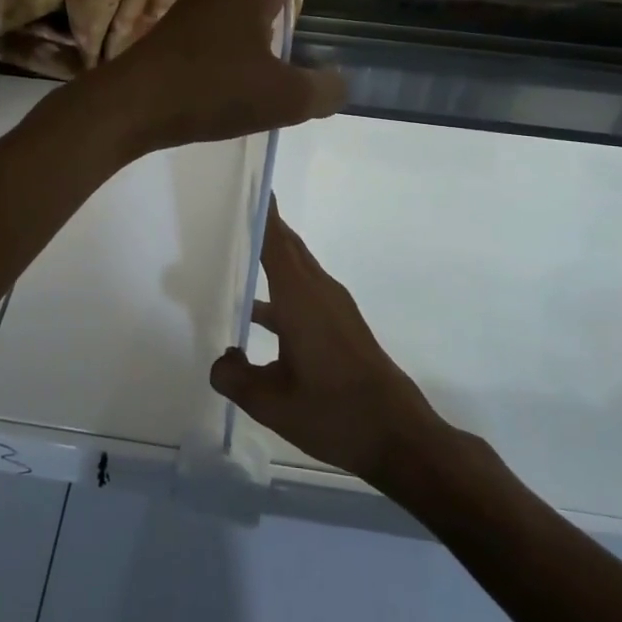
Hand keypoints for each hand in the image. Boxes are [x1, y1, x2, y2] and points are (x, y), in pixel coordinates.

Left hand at [93, 0, 373, 154]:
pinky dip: (246, 8)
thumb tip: (338, 83)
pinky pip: (223, 1)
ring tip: (289, 12)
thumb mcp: (282, 99)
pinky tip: (246, 43)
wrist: (130, 104)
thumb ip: (322, 90)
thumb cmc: (210, 92)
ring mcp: (195, 1)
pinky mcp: (177, 24)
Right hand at [210, 205, 444, 482]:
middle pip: (288, 247)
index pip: (276, 242)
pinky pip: (304, 290)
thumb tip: (221, 359)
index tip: (246, 184)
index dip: (262, 213)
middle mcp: (319, 292)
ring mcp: (334, 308)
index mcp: (301, 299)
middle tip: (228, 211)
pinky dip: (280, 286)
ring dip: (270, 257)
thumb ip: (235, 378)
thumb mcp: (272, 404)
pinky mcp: (342, 325)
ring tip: (233, 255)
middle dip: (263, 227)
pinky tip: (256, 313)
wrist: (400, 437)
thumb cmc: (334, 414)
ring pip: (297, 269)